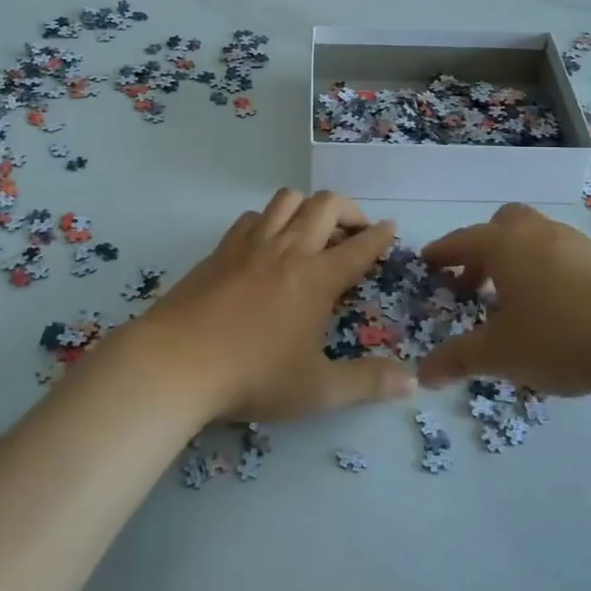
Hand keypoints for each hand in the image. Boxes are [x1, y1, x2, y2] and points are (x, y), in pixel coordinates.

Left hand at [134, 189, 416, 421]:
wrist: (177, 362)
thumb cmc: (253, 376)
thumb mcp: (317, 389)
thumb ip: (367, 383)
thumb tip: (413, 383)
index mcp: (316, 278)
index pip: (359, 247)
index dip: (380, 236)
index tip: (391, 228)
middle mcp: (288, 250)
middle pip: (325, 206)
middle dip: (349, 210)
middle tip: (355, 231)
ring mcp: (251, 245)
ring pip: (287, 200)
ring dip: (308, 207)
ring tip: (313, 231)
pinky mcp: (220, 249)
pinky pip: (253, 217)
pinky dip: (270, 220)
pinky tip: (267, 244)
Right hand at [417, 203, 590, 397]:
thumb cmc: (562, 335)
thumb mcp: (502, 354)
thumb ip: (459, 360)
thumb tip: (422, 374)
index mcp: (504, 245)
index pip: (461, 241)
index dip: (441, 253)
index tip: (427, 264)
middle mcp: (536, 233)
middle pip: (500, 225)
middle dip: (481, 250)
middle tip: (472, 284)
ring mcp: (573, 243)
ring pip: (533, 238)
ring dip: (515, 260)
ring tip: (512, 301)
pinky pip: (559, 255)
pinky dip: (543, 271)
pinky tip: (552, 308)